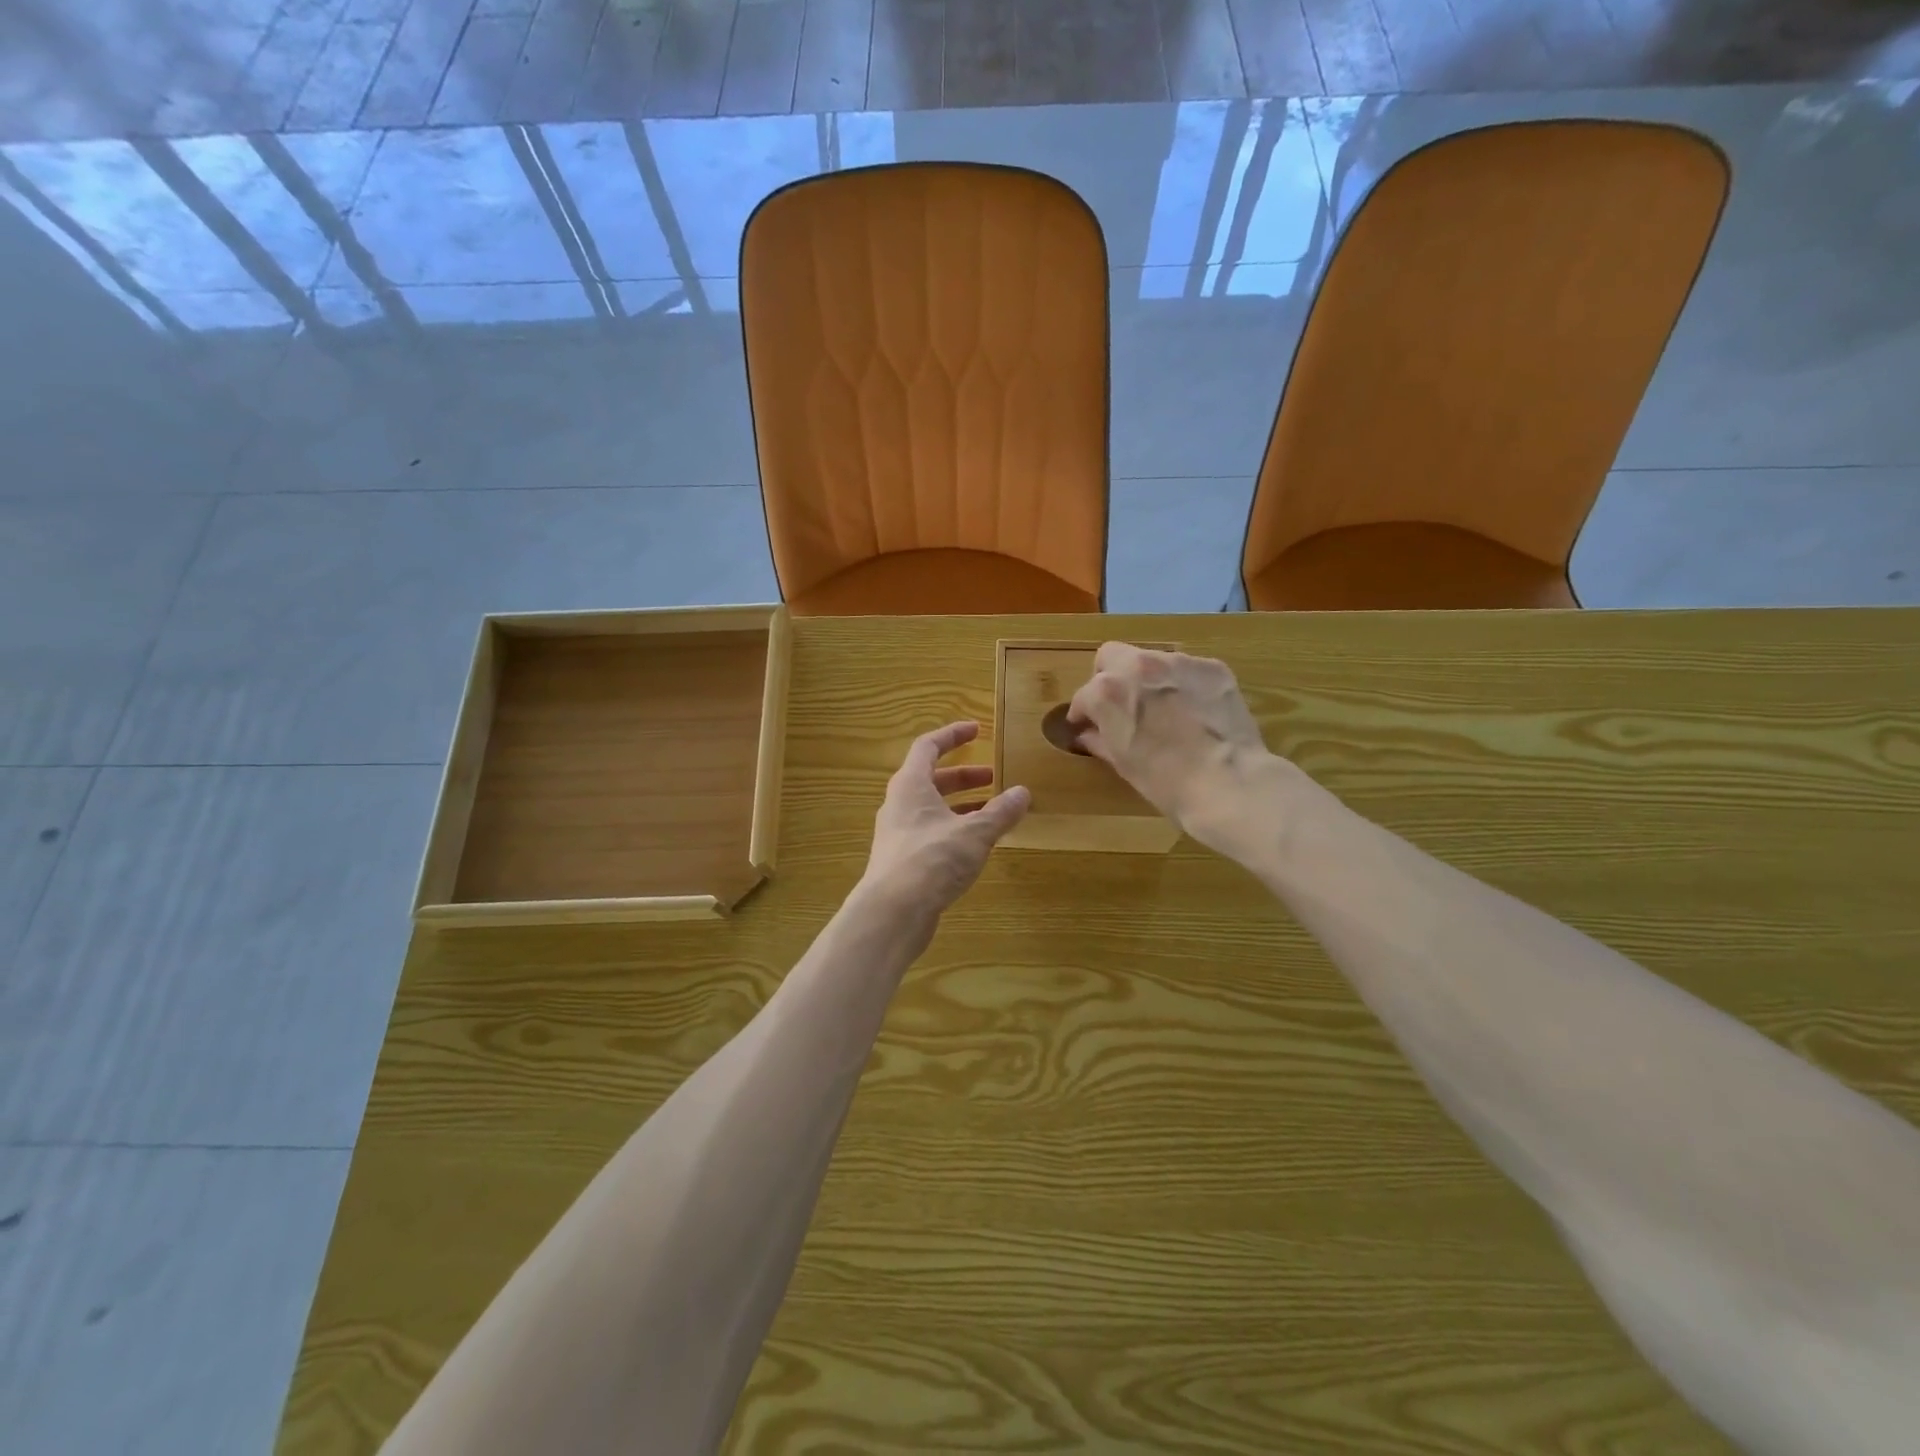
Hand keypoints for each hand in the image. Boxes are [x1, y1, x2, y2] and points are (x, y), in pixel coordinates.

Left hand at [863, 722, 1030, 917]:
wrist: (892, 912)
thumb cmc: (932, 859)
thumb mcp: (974, 833)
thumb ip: (1000, 812)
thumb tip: (1023, 793)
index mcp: (910, 785)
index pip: (928, 746)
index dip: (953, 735)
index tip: (977, 730)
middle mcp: (900, 804)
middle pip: (932, 779)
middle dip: (964, 776)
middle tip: (994, 777)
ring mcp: (899, 834)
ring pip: (933, 809)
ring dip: (962, 805)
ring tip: (993, 812)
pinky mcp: (903, 860)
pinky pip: (932, 833)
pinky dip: (955, 829)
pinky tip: (977, 845)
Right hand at [1066, 643, 1279, 855]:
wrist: (1227, 782)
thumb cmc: (1164, 781)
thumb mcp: (1123, 763)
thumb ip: (1099, 740)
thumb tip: (1087, 734)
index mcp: (1107, 692)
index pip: (1084, 695)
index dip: (1084, 713)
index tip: (1088, 725)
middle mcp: (1138, 666)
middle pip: (1112, 656)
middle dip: (1110, 677)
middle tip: (1121, 705)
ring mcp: (1178, 662)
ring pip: (1151, 660)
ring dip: (1149, 679)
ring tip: (1163, 709)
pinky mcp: (1212, 667)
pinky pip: (1187, 670)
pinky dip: (1183, 685)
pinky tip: (1194, 711)